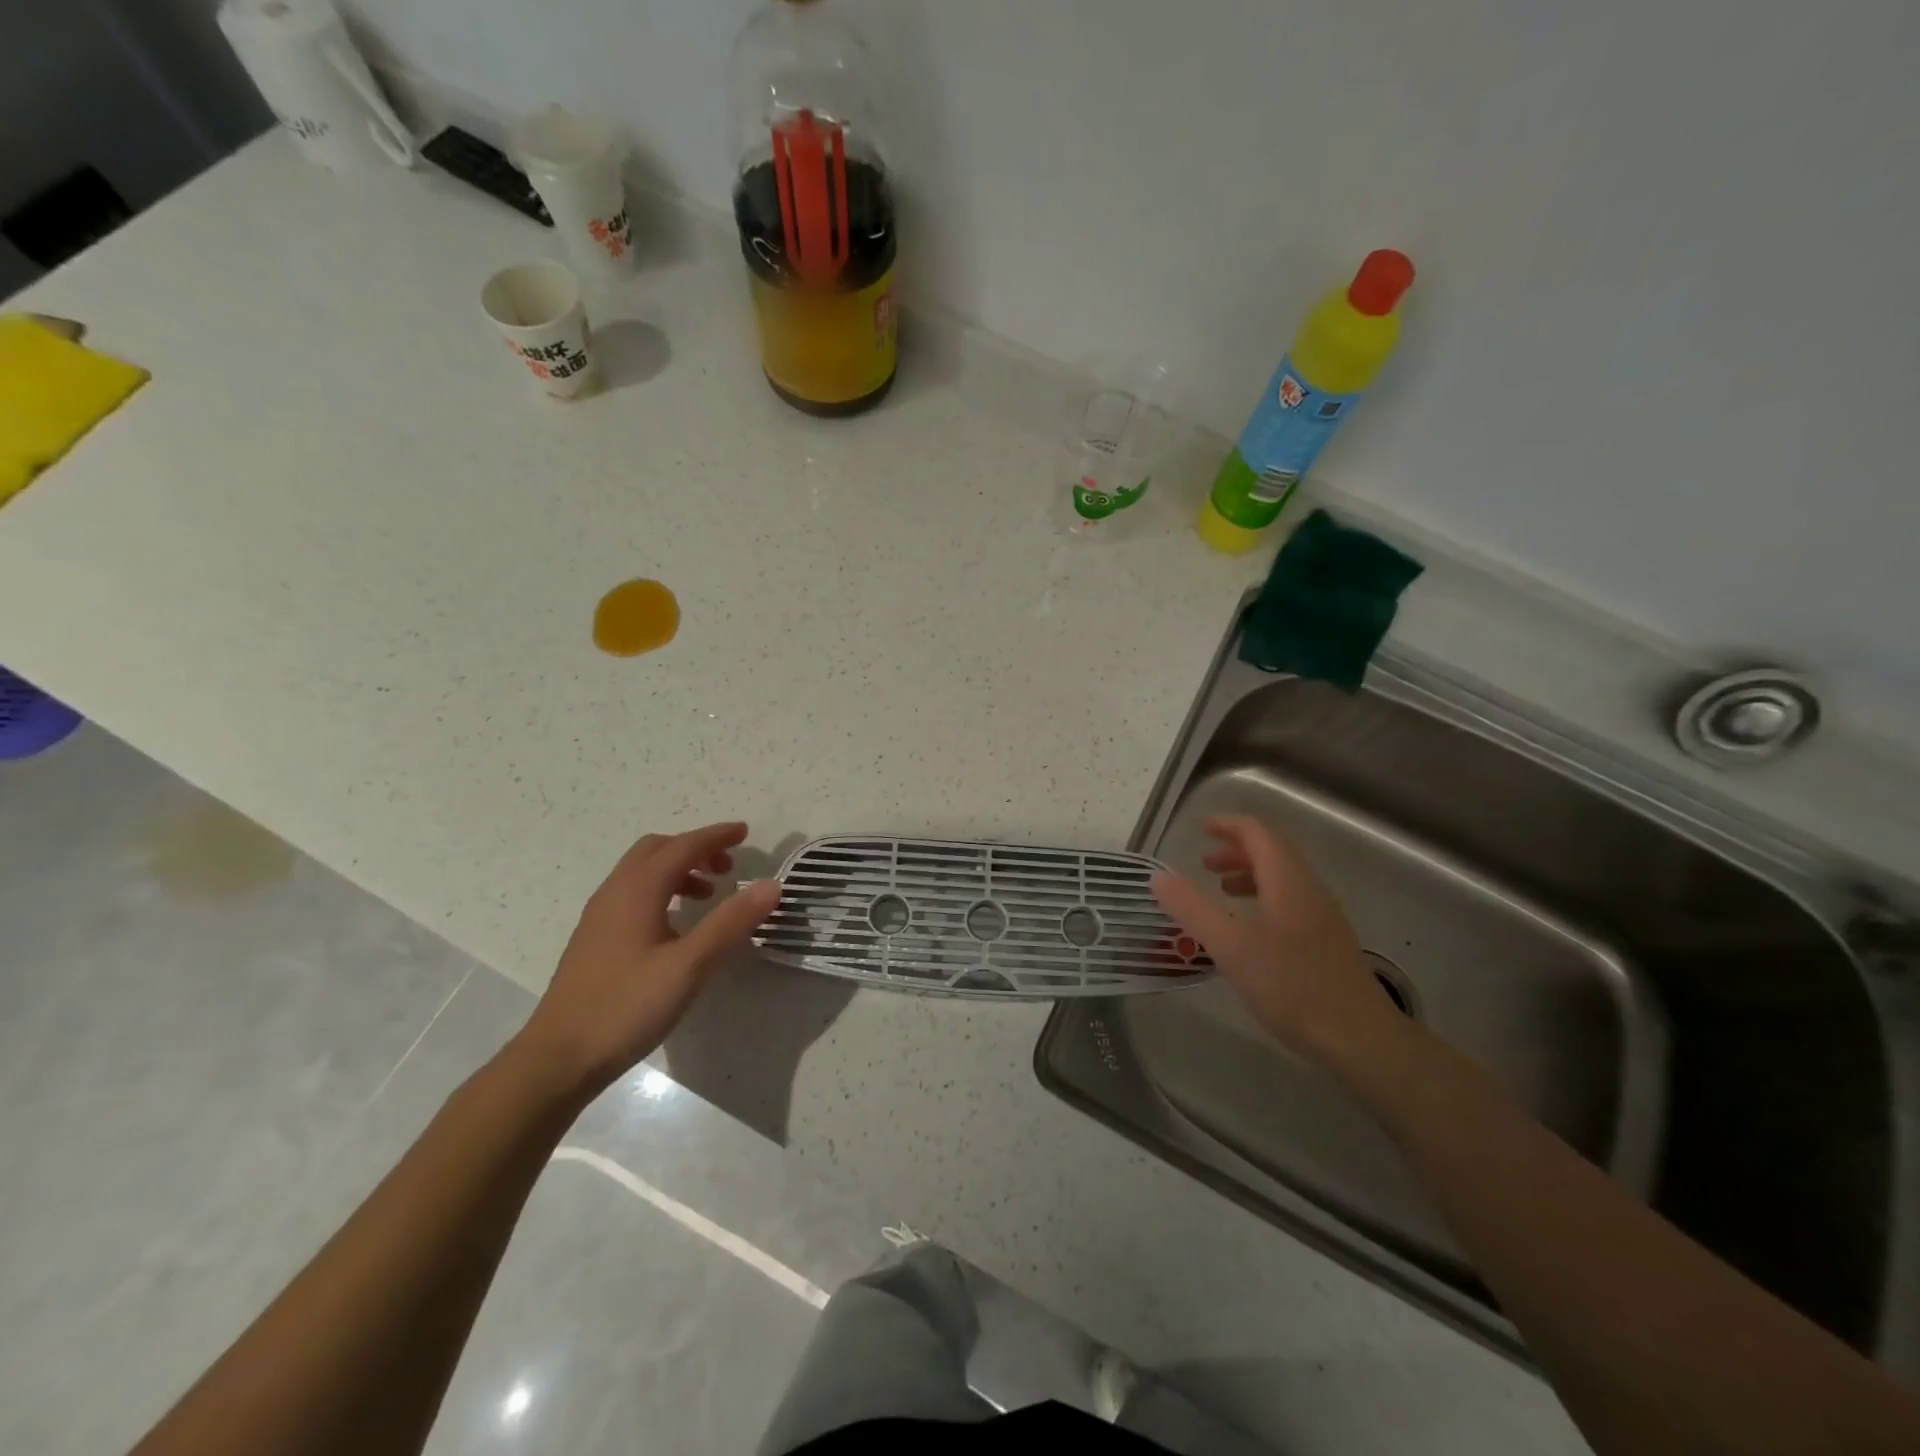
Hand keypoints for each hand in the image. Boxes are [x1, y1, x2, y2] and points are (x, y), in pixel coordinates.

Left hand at [514, 822, 781, 1096]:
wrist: (558, 1058)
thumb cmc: (627, 1006)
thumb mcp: (689, 965)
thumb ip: (731, 922)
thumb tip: (772, 885)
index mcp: (637, 890)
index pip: (682, 846)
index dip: (716, 836)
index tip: (745, 832)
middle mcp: (615, 893)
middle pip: (657, 850)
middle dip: (695, 848)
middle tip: (728, 866)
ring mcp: (600, 916)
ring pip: (642, 872)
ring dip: (678, 870)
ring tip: (709, 895)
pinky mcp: (595, 939)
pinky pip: (633, 894)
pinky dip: (662, 890)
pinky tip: (676, 926)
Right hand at [1151, 814, 1403, 1064]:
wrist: (1359, 1038)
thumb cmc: (1292, 986)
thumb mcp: (1231, 947)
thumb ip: (1192, 909)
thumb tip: (1158, 877)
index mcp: (1287, 882)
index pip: (1258, 834)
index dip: (1228, 825)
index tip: (1200, 828)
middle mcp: (1309, 889)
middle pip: (1273, 851)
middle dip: (1237, 848)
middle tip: (1204, 861)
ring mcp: (1322, 915)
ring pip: (1284, 877)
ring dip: (1250, 872)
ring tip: (1222, 889)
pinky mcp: (1326, 940)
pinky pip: (1291, 899)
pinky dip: (1264, 896)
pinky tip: (1250, 927)